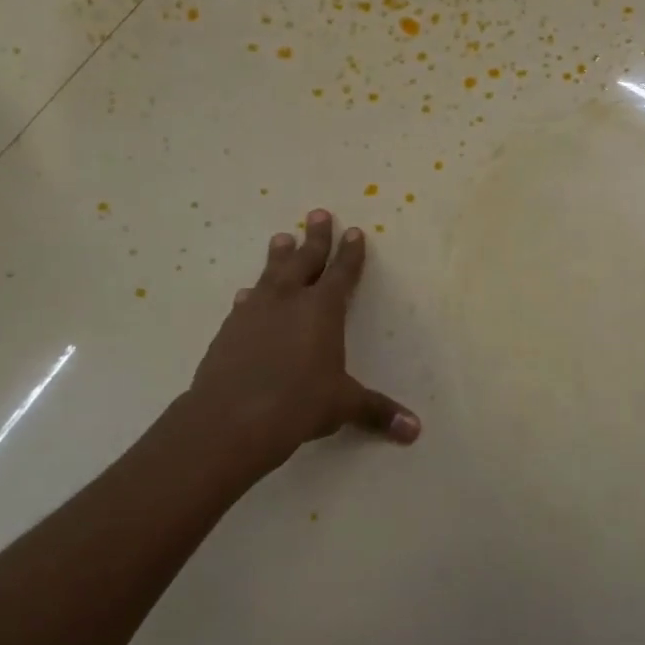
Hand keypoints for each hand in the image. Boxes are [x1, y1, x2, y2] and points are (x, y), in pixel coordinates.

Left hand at [177, 211, 418, 483]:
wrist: (231, 419)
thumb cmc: (298, 404)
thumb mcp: (343, 405)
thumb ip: (378, 412)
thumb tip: (415, 431)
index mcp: (322, 310)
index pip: (342, 274)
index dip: (350, 253)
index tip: (354, 231)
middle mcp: (289, 301)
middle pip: (305, 260)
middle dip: (315, 238)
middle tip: (317, 213)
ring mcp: (255, 313)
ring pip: (271, 274)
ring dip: (278, 256)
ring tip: (281, 237)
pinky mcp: (230, 330)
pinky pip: (245, 303)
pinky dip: (251, 294)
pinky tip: (247, 293)